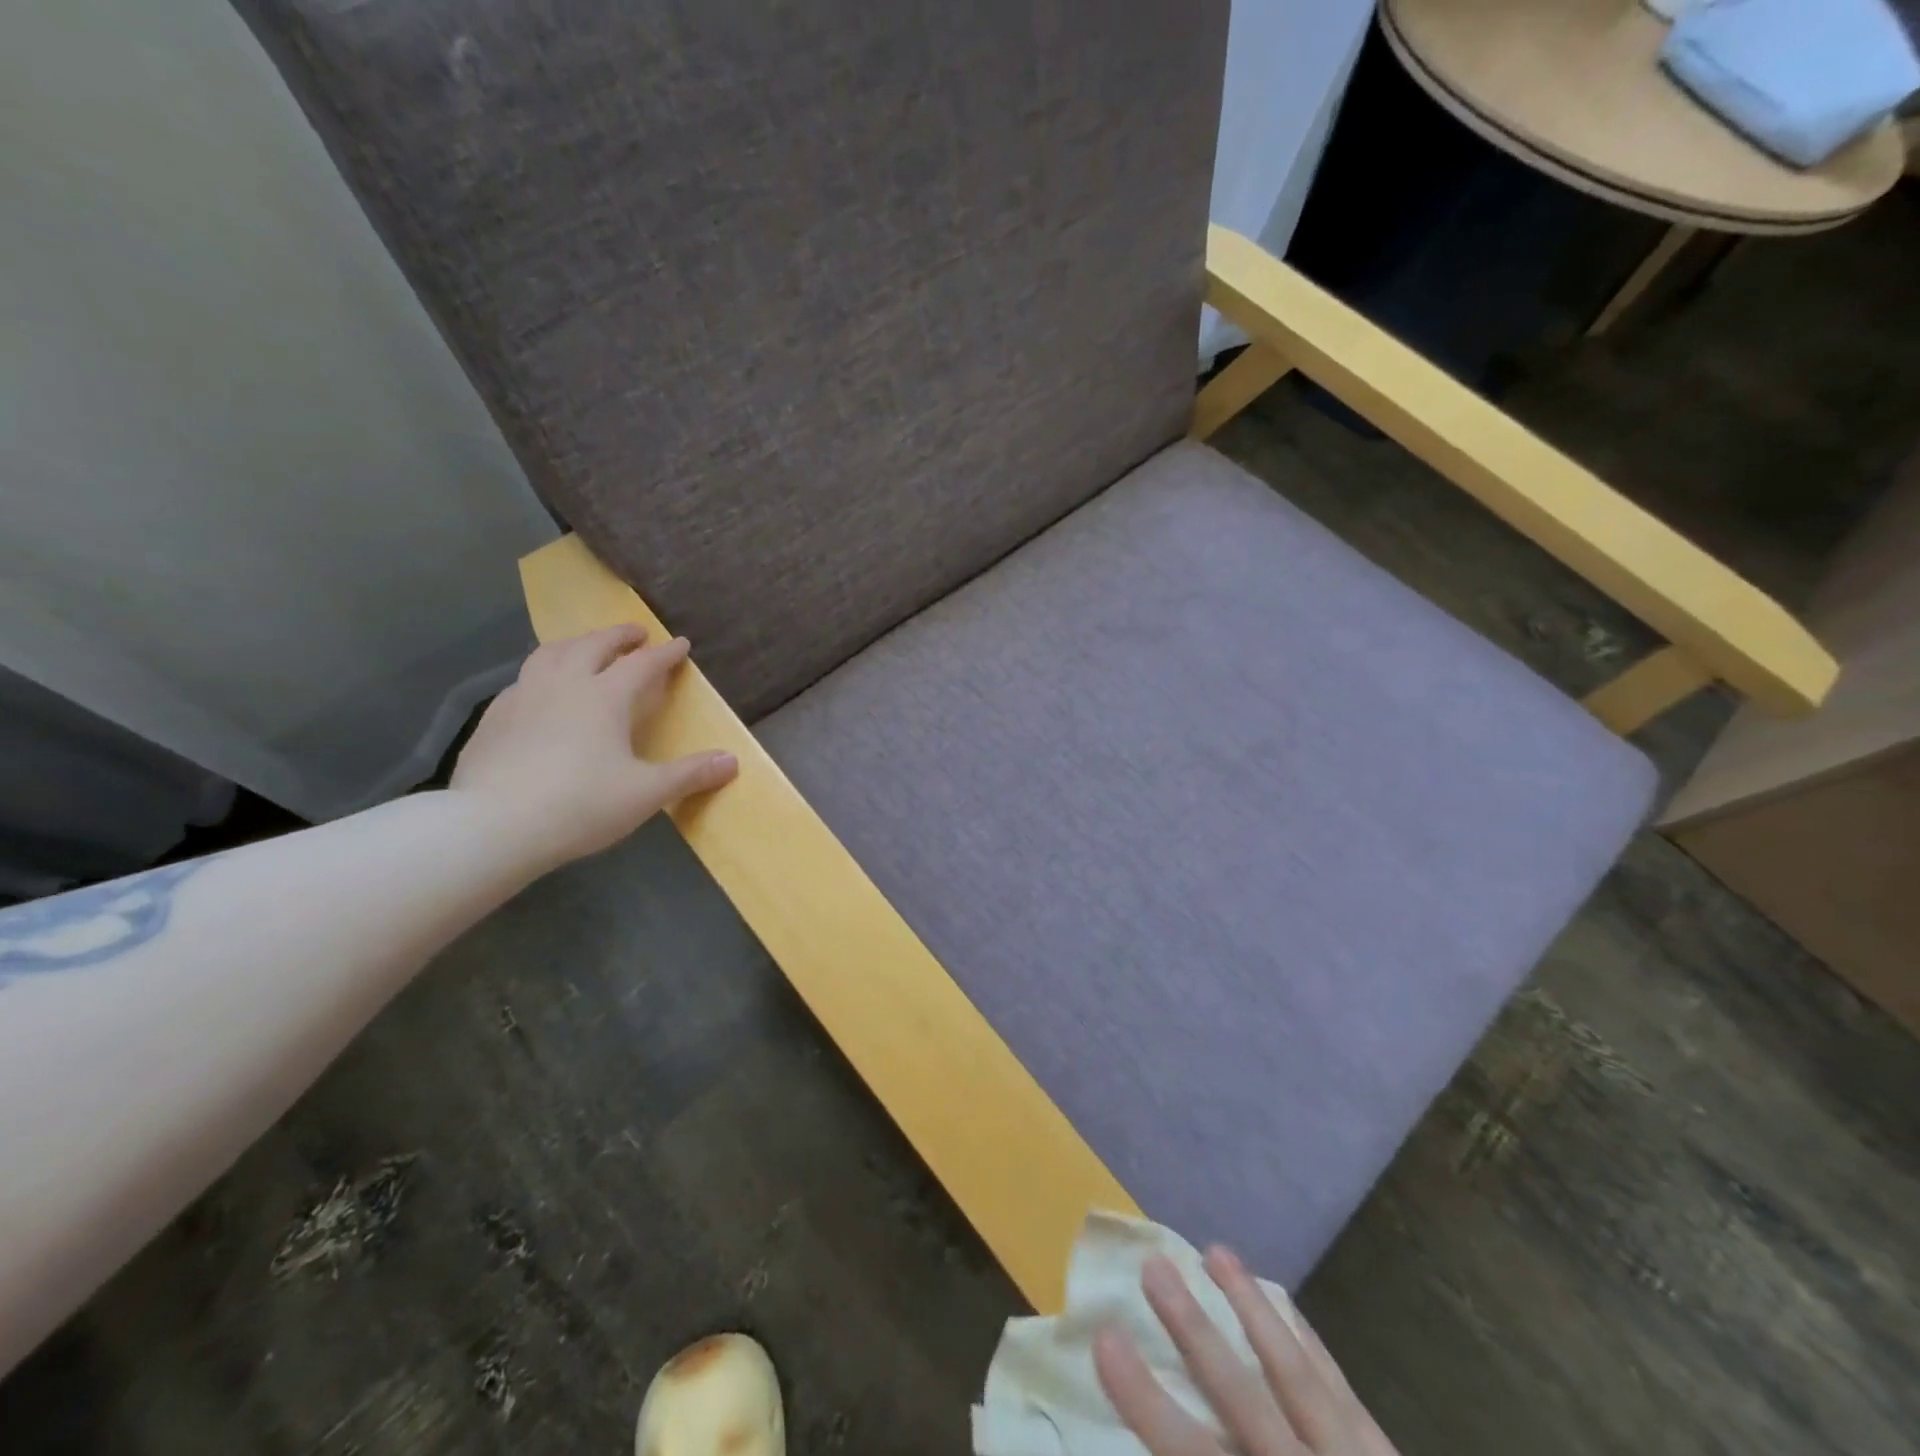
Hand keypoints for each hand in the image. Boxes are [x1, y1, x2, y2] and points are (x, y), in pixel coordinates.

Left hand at [450, 625, 737, 868]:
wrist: (493, 826)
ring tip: (585, 648)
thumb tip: (732, 761)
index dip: (665, 654)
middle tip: (635, 634)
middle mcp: (563, 685)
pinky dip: (541, 674)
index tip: (681, 644)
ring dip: (575, 645)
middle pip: (593, 646)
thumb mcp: (646, 793)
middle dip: (618, 636)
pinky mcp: (493, 719)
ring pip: (550, 654)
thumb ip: (690, 774)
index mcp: (604, 697)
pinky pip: (522, 681)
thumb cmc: (580, 805)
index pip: (642, 664)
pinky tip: (540, 692)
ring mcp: (522, 698)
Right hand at [1094, 1248, 1397, 1455]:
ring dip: (1252, 1310)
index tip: (1103, 1339)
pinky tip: (1284, 1305)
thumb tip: (1147, 1450)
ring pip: (1297, 1375)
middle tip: (1153, 1265)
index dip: (1145, 1400)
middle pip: (1244, 1399)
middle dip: (1194, 1329)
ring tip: (1216, 1252)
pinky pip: (1341, 1388)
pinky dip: (1307, 1341)